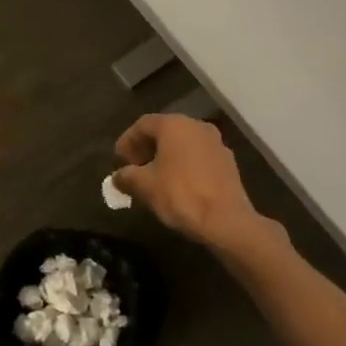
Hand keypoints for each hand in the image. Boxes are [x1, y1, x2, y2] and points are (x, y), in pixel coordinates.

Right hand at [112, 114, 264, 251]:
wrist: (227, 221)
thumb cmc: (181, 195)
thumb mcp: (145, 186)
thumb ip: (127, 176)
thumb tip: (117, 176)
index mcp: (174, 125)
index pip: (143, 124)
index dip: (127, 141)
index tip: (118, 160)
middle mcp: (196, 126)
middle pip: (165, 131)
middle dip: (146, 148)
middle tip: (134, 168)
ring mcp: (216, 143)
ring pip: (183, 144)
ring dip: (166, 157)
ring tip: (154, 179)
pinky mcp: (228, 162)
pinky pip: (198, 157)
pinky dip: (184, 166)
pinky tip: (178, 186)